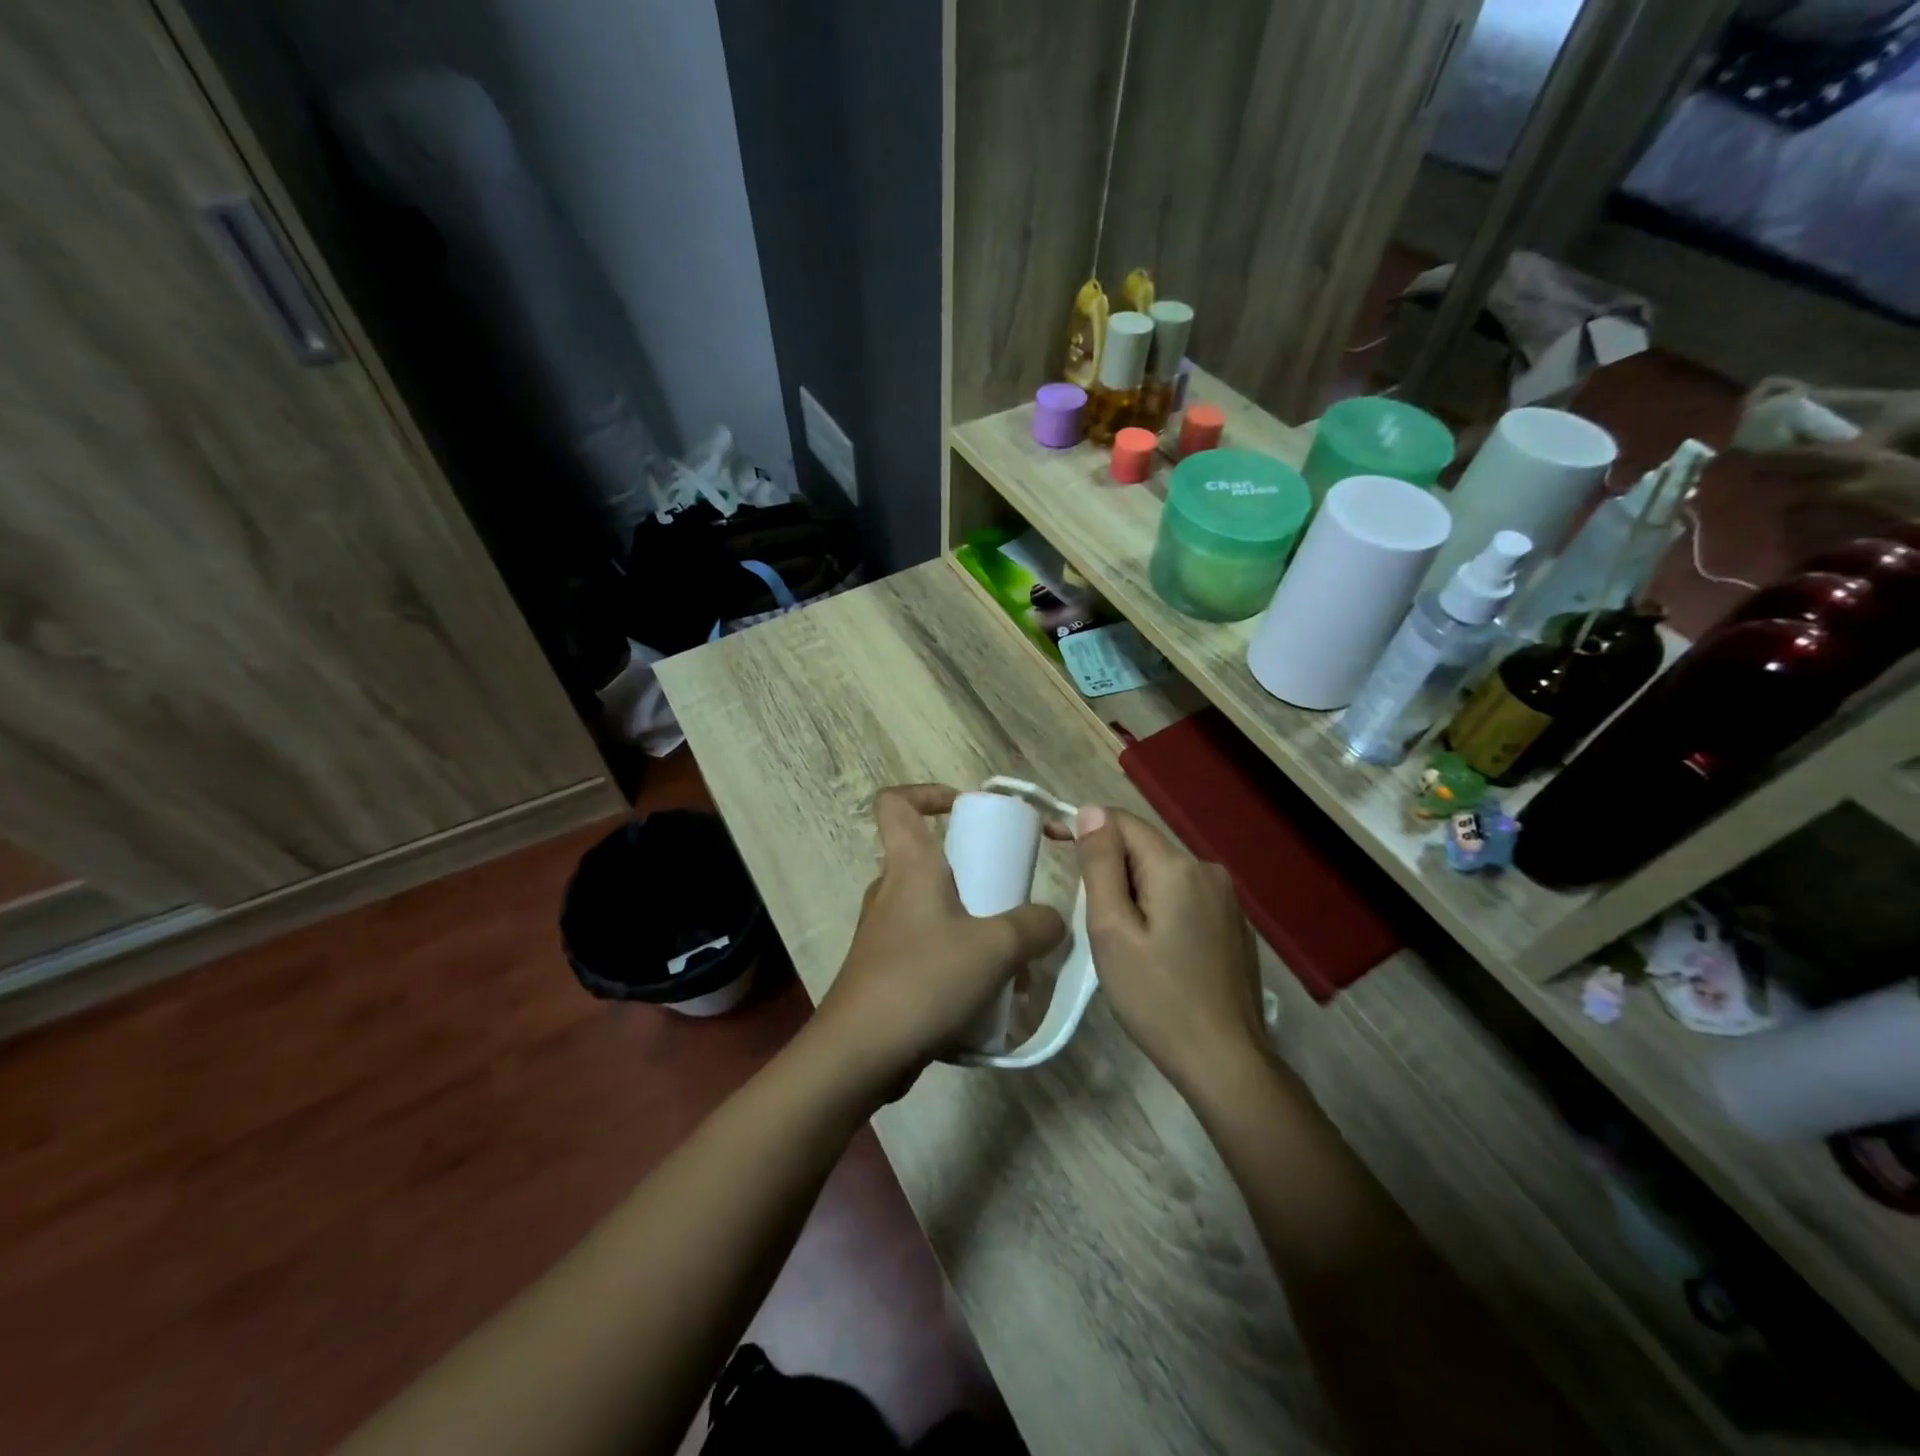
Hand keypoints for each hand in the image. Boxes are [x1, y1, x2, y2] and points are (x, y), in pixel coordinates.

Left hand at [814, 785, 1066, 1094]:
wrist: (859, 1054)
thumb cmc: (923, 980)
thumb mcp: (995, 948)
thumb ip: (1035, 926)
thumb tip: (1053, 921)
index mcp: (909, 866)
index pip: (896, 802)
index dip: (927, 793)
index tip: (965, 809)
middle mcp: (891, 890)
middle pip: (930, 858)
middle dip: (977, 873)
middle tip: (1012, 897)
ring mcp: (885, 932)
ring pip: (937, 909)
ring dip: (976, 925)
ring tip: (1016, 962)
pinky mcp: (887, 969)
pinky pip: (931, 947)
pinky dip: (962, 959)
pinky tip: (994, 996)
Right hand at [1074, 806, 1266, 1093]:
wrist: (1226, 1062)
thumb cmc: (1157, 999)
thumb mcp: (1112, 930)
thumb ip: (1101, 865)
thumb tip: (1091, 811)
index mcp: (1178, 867)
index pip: (1122, 822)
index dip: (1085, 827)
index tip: (1052, 844)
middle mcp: (1208, 870)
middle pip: (1144, 848)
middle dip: (1110, 868)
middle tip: (1089, 916)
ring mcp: (1227, 899)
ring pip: (1163, 873)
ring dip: (1134, 890)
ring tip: (1119, 939)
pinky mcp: (1234, 924)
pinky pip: (1184, 896)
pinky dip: (1159, 907)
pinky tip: (1155, 950)